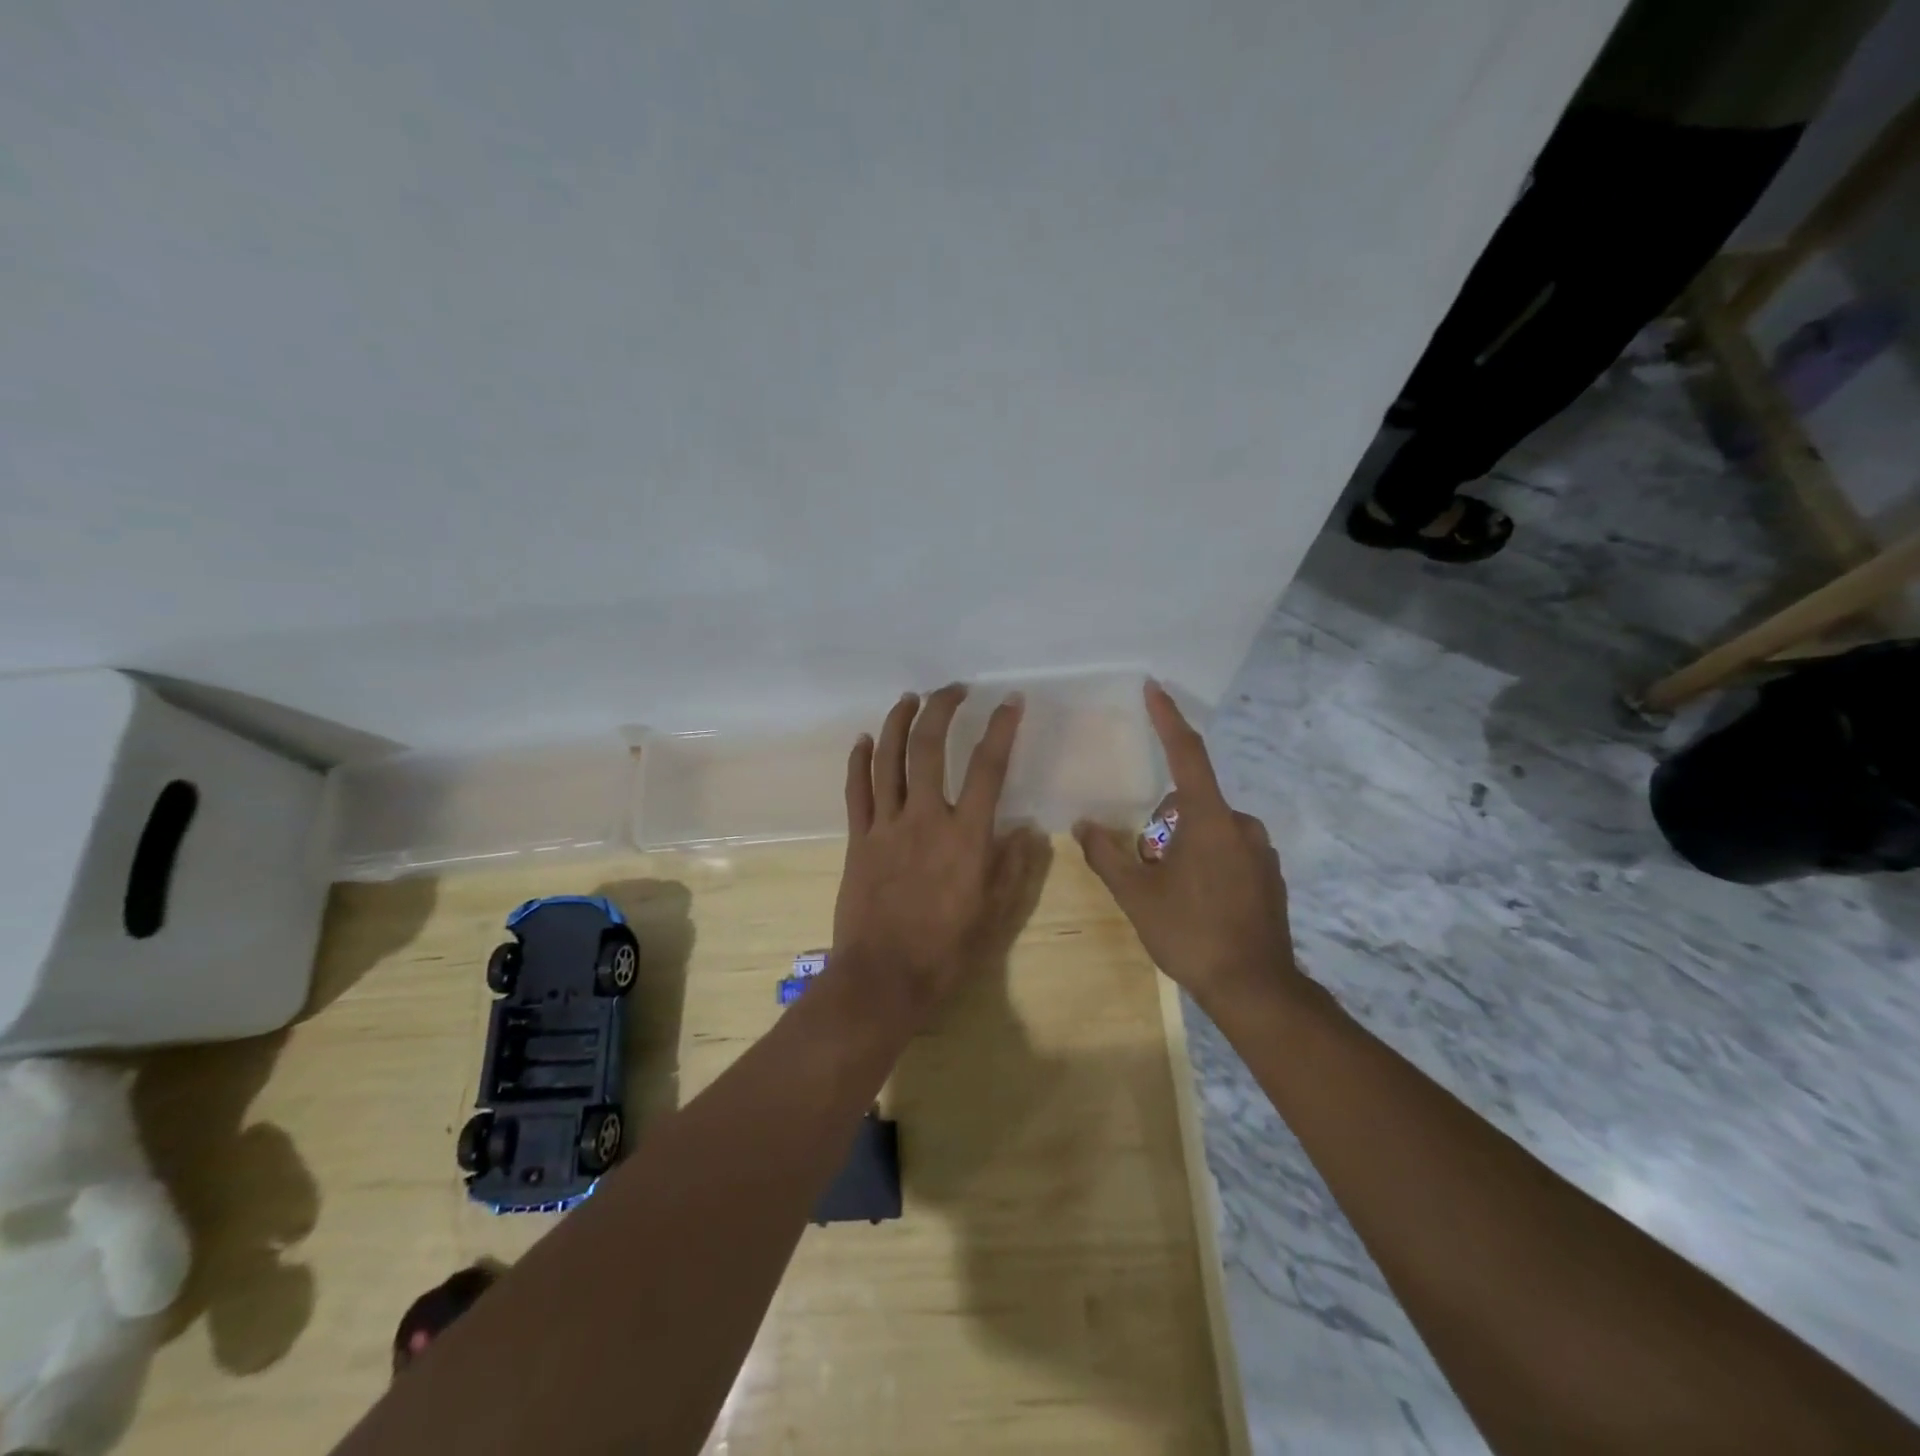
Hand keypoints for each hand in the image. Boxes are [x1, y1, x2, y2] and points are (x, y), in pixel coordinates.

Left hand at [830, 684, 1038, 1030]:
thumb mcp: (995, 912)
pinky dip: (860, 760)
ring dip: (898, 722)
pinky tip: (864, 739)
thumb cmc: (947, 950)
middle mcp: (925, 818)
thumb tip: (1028, 829)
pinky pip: (856, 790)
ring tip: (910, 698)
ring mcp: (886, 825)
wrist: (884, 978)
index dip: (1001, 728)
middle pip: (929, 747)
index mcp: (966, 835)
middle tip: (953, 689)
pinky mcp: (858, 839)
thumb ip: (1013, 866)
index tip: (1009, 702)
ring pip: (888, 759)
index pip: (988, 767)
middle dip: (942, 709)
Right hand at [1074, 681, 1299, 1011]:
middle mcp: (1241, 824)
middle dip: (1162, 826)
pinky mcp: (1270, 874)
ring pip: (1208, 830)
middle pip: (1189, 804)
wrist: (1255, 988)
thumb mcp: (1137, 896)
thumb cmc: (1191, 934)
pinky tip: (1199, 904)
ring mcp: (1260, 850)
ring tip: (1171, 893)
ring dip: (1183, 847)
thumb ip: (1107, 854)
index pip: (1186, 754)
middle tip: (1147, 869)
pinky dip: (1207, 862)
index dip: (1168, 719)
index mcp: (1209, 820)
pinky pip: (1228, 850)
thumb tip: (1084, 824)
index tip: (1154, 688)